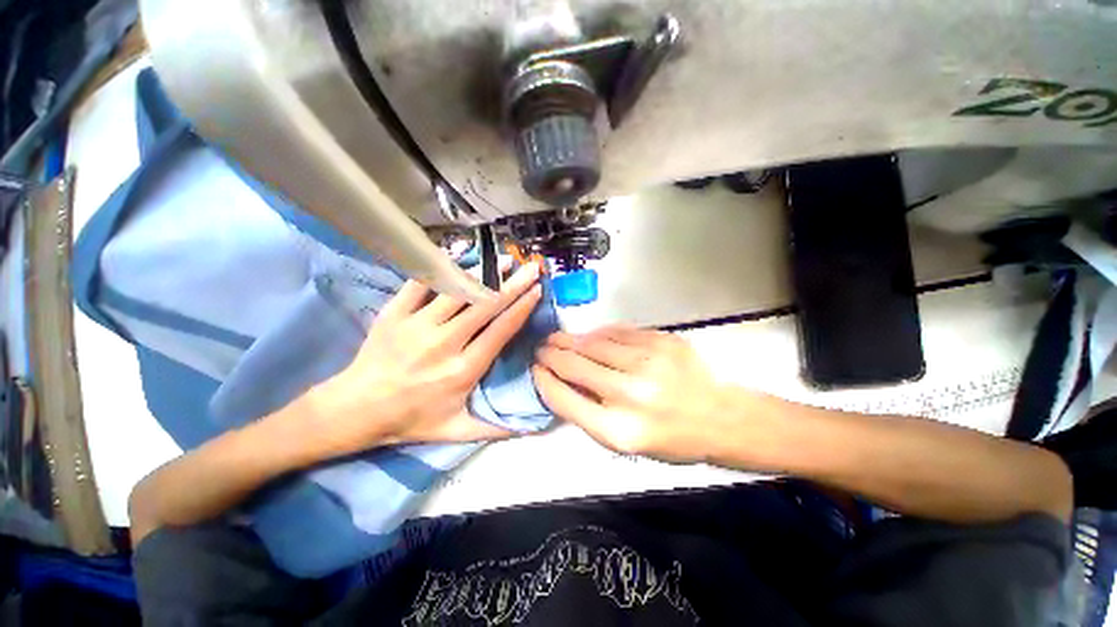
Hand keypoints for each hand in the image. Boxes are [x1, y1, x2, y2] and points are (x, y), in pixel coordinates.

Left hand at [299, 264, 542, 457]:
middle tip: (532, 267)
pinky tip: (460, 255)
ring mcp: (417, 325)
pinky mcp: (395, 314)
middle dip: (514, 284)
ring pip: (458, 290)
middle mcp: (444, 343)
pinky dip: (442, 267)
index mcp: (463, 370)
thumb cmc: (411, 420)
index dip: (522, 308)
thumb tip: (534, 427)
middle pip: (486, 306)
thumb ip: (496, 428)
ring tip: (505, 260)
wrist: (355, 410)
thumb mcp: (456, 431)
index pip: (501, 330)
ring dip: (485, 272)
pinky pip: (420, 283)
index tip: (537, 291)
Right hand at [533, 326, 745, 463]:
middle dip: (551, 354)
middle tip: (541, 348)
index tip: (536, 370)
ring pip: (593, 343)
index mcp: (619, 430)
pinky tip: (590, 335)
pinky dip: (598, 334)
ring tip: (557, 338)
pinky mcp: (661, 341)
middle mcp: (630, 394)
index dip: (544, 381)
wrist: (721, 417)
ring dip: (570, 340)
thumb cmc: (672, 439)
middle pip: (574, 365)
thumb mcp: (627, 444)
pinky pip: (618, 332)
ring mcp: (647, 362)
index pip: (565, 399)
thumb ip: (590, 414)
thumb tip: (562, 383)